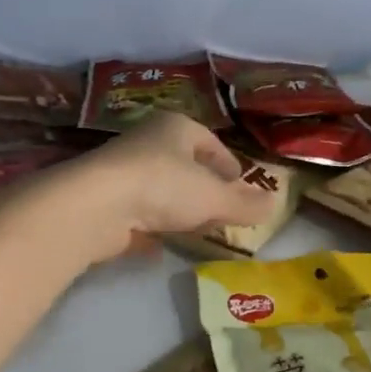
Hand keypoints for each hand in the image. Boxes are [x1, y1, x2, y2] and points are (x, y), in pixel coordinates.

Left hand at [54, 113, 277, 262]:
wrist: (97, 205)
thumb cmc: (164, 186)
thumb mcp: (215, 197)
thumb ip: (244, 203)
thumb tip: (274, 205)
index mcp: (176, 127)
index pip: (209, 142)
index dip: (228, 164)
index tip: (240, 185)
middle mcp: (147, 142)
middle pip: (185, 166)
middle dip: (204, 189)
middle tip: (222, 212)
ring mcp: (122, 172)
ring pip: (161, 189)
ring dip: (178, 208)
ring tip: (195, 230)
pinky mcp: (105, 201)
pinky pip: (137, 212)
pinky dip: (150, 225)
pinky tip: (158, 244)